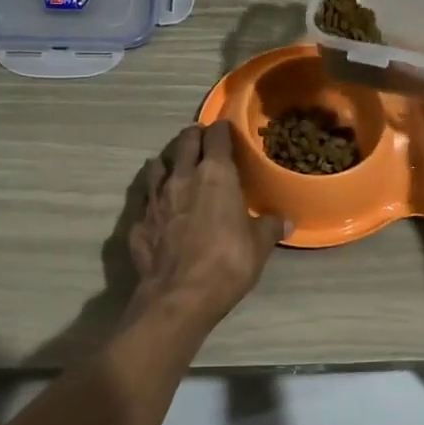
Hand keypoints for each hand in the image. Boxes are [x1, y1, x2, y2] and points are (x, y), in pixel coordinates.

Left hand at [128, 121, 285, 324]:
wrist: (179, 295)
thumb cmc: (227, 262)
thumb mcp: (259, 246)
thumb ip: (269, 227)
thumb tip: (285, 220)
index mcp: (216, 175)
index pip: (216, 136)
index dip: (221, 129)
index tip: (225, 129)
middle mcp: (182, 177)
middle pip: (185, 143)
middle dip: (193, 137)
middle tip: (201, 139)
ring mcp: (155, 198)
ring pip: (158, 166)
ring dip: (168, 162)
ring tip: (175, 165)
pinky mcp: (138, 221)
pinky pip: (145, 198)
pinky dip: (152, 196)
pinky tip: (156, 204)